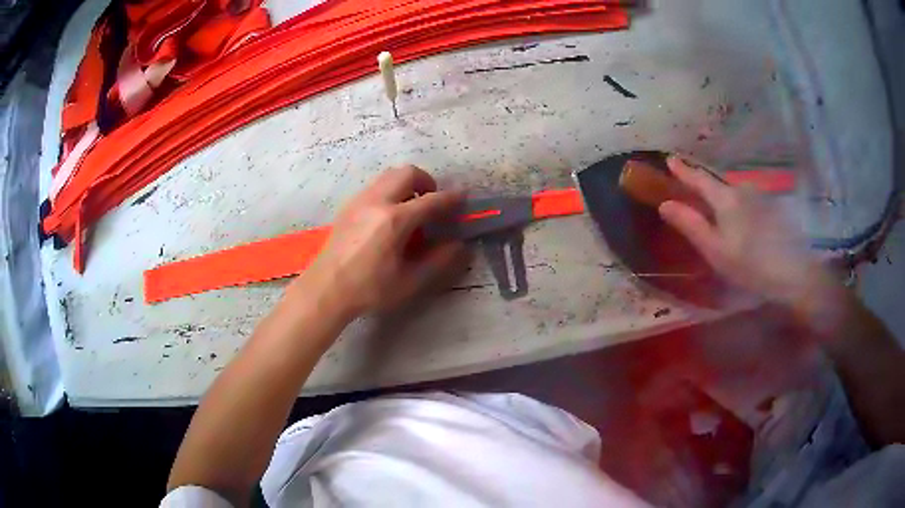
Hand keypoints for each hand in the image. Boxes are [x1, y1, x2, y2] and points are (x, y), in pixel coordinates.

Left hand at [294, 165, 466, 317]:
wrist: (326, 289)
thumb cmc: (369, 289)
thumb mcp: (409, 281)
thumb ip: (438, 261)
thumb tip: (458, 244)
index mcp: (394, 221)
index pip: (431, 201)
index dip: (451, 198)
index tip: (463, 197)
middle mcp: (377, 202)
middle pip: (407, 173)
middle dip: (426, 181)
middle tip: (432, 201)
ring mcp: (359, 201)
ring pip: (389, 175)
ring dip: (406, 184)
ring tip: (411, 207)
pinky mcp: (348, 206)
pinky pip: (375, 186)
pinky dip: (390, 191)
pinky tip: (388, 216)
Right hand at [657, 156, 833, 307]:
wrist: (794, 272)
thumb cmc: (750, 265)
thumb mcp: (715, 250)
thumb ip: (691, 225)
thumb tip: (665, 203)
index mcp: (725, 198)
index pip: (699, 178)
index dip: (683, 170)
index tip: (670, 159)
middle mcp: (742, 189)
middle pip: (718, 184)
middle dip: (704, 185)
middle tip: (692, 190)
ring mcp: (760, 196)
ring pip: (735, 193)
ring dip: (723, 198)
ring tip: (718, 212)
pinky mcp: (773, 208)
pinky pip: (748, 201)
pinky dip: (739, 206)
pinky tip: (742, 223)